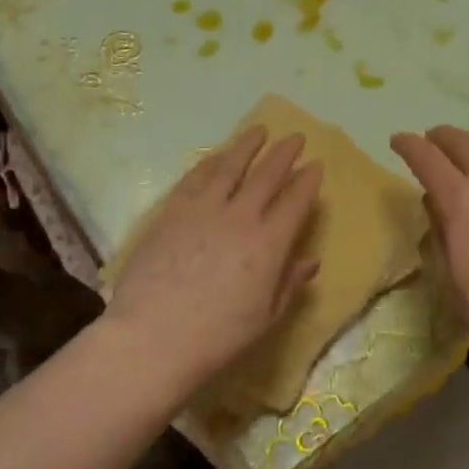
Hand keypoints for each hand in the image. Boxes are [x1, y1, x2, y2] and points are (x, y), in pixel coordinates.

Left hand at [107, 126, 322, 399]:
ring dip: (247, 145)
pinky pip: (195, 178)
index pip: (295, 201)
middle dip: (284, 153)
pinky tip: (216, 156)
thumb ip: (289, 283)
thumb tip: (310, 260)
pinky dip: (210, 162)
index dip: (308, 180)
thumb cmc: (217, 337)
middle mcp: (240, 217)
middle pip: (267, 175)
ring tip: (259, 130)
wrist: (152, 338)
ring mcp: (203, 210)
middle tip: (295, 137)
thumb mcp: (265, 317)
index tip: (315, 165)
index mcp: (269, 243)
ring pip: (230, 166)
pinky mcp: (172, 211)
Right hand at [391, 127, 468, 375]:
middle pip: (462, 141)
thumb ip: (441, 232)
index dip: (408, 145)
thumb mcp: (451, 276)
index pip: (427, 158)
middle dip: (440, 136)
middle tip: (431, 141)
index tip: (398, 140)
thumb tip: (437, 203)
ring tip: (467, 148)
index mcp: (461, 202)